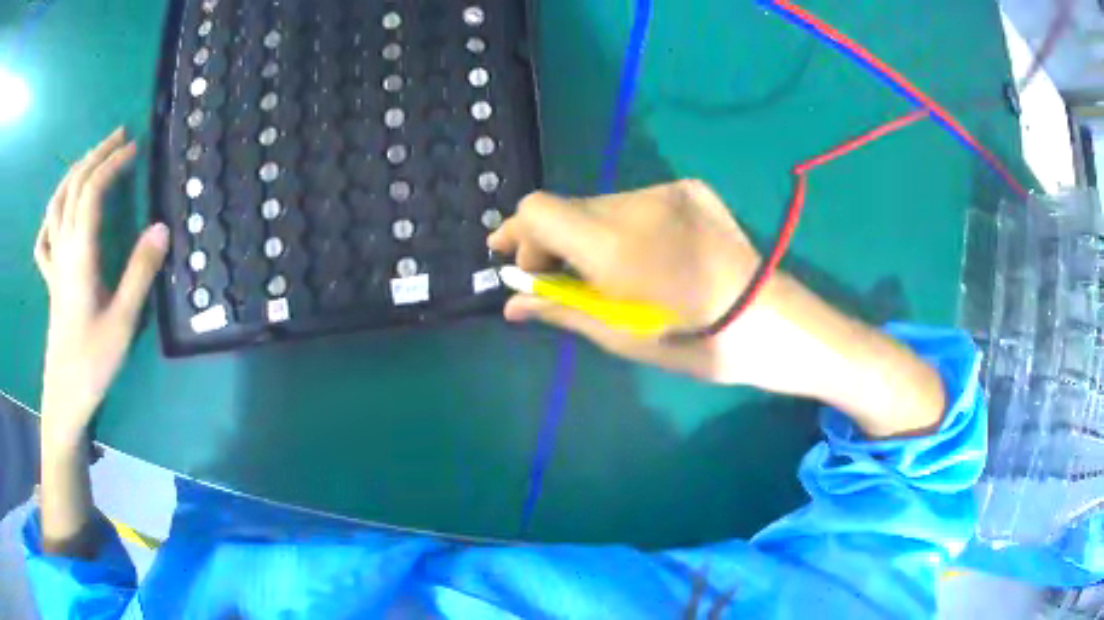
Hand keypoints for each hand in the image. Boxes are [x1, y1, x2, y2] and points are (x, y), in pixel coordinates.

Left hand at [34, 129, 168, 443]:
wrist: (64, 397)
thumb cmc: (92, 362)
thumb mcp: (122, 322)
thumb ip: (140, 273)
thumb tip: (162, 226)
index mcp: (80, 255)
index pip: (91, 191)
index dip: (112, 164)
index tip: (134, 149)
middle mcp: (63, 250)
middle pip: (73, 187)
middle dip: (95, 155)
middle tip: (119, 138)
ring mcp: (53, 264)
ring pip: (56, 205)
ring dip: (73, 174)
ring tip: (91, 160)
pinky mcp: (50, 280)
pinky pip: (44, 239)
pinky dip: (51, 216)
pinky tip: (58, 212)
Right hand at [488, 181, 944, 437]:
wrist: (775, 322)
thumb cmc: (699, 345)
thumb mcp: (624, 337)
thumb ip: (561, 310)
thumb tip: (511, 304)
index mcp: (617, 247)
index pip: (538, 210)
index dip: (518, 235)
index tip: (522, 269)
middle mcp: (637, 204)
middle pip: (567, 206)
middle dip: (551, 241)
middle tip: (560, 279)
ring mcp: (668, 191)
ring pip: (600, 205)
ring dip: (589, 234)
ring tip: (611, 274)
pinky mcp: (690, 189)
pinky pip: (636, 201)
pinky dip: (624, 225)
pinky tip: (646, 256)